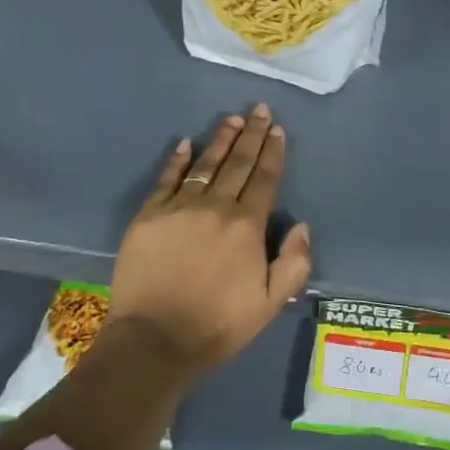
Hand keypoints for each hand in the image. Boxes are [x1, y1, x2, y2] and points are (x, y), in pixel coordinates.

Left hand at [108, 104, 311, 371]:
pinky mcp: (148, 217)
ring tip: (231, 119)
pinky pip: (166, 180)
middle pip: (237, 164)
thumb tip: (300, 225)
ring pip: (204, 165)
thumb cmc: (218, 324)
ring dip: (220, 140)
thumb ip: (294, 263)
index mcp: (247, 226)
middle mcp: (215, 207)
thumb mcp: (270, 304)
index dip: (273, 152)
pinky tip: (185, 144)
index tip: (277, 129)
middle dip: (251, 135)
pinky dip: (177, 161)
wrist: (154, 340)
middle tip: (258, 109)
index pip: (264, 179)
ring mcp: (178, 209)